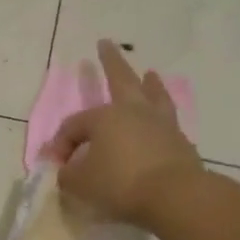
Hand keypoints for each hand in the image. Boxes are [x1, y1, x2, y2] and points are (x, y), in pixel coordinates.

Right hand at [42, 41, 205, 233]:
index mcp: (104, 118)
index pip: (74, 126)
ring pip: (153, 95)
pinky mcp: (180, 142)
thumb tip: (67, 170)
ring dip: (150, 83)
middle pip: (120, 80)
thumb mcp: (81, 183)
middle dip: (110, 62)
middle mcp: (133, 112)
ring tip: (151, 73)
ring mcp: (160, 124)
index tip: (59, 165)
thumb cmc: (120, 183)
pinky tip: (162, 117)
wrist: (175, 196)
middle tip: (106, 43)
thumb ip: (68, 174)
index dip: (62, 144)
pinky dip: (162, 113)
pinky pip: (167, 120)